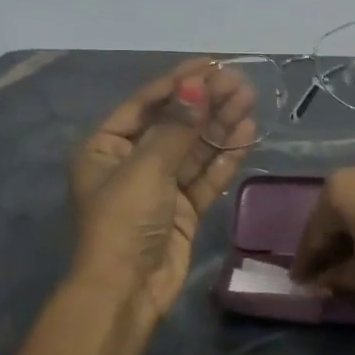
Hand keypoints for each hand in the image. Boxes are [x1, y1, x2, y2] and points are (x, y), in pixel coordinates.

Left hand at [68, 61, 255, 319]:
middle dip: (206, 102)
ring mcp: (159, 187)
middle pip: (174, 124)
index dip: (179, 82)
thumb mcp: (145, 168)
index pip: (145, 104)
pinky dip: (225, 156)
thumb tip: (197, 85)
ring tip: (249, 99)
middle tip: (239, 82)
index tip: (211, 63)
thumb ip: (176, 127)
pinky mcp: (182, 210)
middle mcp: (131, 162)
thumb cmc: (122, 222)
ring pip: (194, 148)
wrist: (125, 291)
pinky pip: (205, 175)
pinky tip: (246, 132)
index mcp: (105, 147)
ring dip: (219, 124)